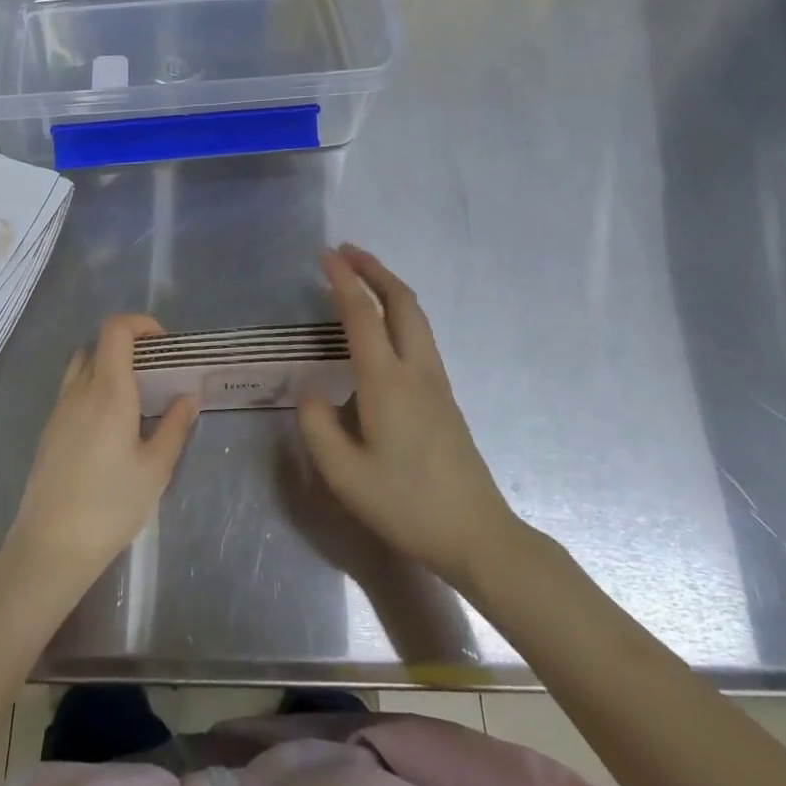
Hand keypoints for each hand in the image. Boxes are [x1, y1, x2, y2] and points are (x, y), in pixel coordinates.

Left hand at [2, 314, 199, 593]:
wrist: (50, 547)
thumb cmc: (110, 506)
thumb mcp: (155, 469)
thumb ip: (174, 427)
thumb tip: (188, 397)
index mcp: (108, 391)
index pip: (115, 330)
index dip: (140, 324)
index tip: (164, 345)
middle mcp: (79, 391)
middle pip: (98, 344)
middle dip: (128, 346)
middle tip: (155, 372)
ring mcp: (59, 410)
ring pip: (81, 365)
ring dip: (107, 365)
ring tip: (134, 396)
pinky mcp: (49, 430)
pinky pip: (72, 391)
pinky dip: (92, 389)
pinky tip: (110, 425)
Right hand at [297, 246, 522, 590]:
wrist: (476, 534)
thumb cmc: (405, 504)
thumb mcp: (344, 474)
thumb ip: (317, 425)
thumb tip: (310, 390)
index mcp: (387, 381)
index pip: (361, 315)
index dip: (342, 280)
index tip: (324, 254)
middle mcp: (416, 369)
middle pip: (401, 301)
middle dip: (374, 269)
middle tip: (346, 251)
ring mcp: (436, 381)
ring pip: (416, 316)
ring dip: (389, 287)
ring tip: (363, 277)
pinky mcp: (444, 397)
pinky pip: (420, 335)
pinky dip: (399, 311)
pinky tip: (384, 327)